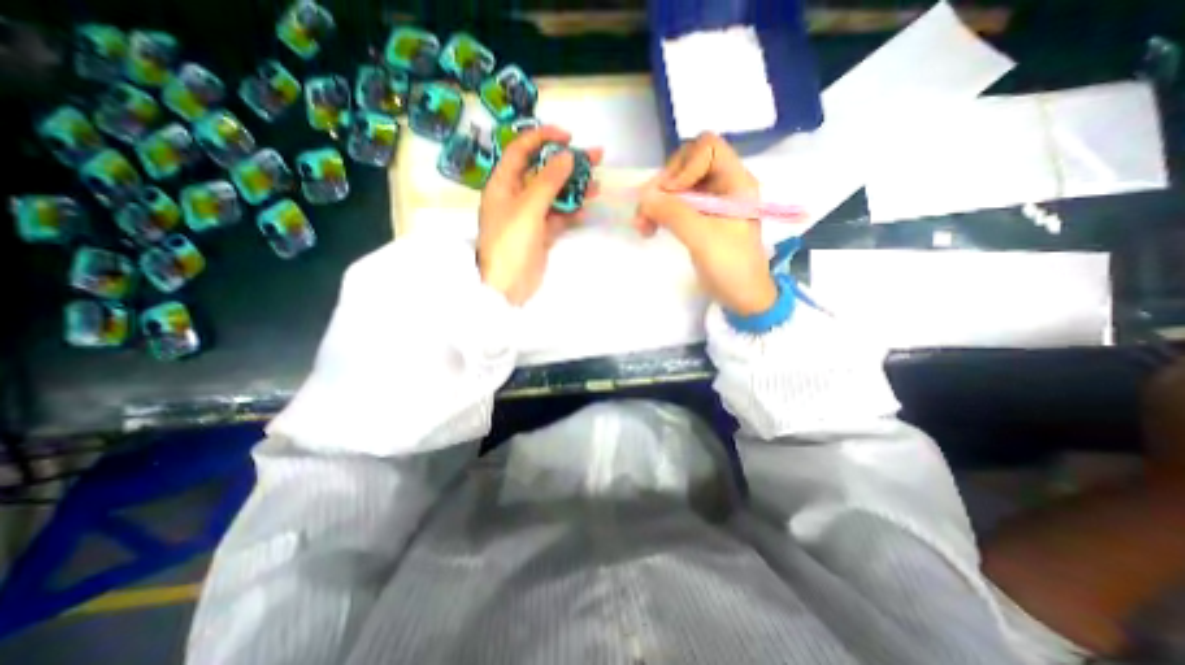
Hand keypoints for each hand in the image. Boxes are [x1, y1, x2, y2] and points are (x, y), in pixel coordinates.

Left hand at [476, 124, 601, 305]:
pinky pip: (558, 217)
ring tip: (598, 185)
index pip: (521, 150)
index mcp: (503, 184)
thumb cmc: (511, 243)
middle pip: (543, 172)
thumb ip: (548, 181)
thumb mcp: (528, 208)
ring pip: (554, 195)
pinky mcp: (541, 234)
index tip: (569, 138)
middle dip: (568, 163)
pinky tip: (585, 210)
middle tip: (596, 157)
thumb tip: (566, 156)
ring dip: (574, 189)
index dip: (543, 138)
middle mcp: (515, 196)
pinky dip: (571, 212)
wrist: (508, 287)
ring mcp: (529, 216)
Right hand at [634, 129, 774, 315]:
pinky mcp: (697, 218)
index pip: (707, 148)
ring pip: (675, 186)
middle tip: (646, 211)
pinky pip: (673, 204)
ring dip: (655, 202)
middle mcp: (722, 186)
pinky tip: (648, 229)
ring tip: (642, 225)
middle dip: (663, 186)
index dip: (685, 166)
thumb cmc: (731, 266)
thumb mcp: (703, 238)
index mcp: (735, 183)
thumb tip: (643, 195)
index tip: (673, 195)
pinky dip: (658, 213)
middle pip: (686, 165)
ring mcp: (708, 202)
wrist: (741, 297)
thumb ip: (674, 213)